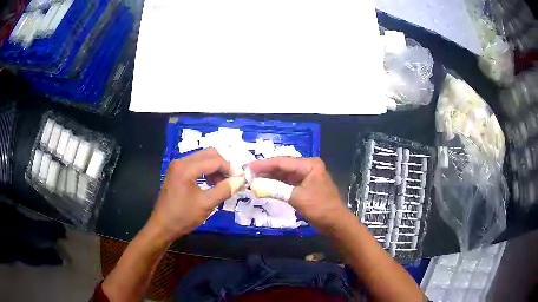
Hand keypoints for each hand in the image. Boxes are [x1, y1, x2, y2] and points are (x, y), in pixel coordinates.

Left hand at [148, 148, 243, 242]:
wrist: (162, 226)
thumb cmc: (183, 216)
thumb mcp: (206, 204)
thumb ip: (224, 190)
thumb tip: (240, 180)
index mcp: (186, 168)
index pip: (214, 160)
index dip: (230, 168)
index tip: (241, 178)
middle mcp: (181, 162)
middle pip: (208, 154)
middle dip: (223, 165)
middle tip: (232, 180)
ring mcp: (177, 166)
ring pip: (202, 159)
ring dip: (215, 168)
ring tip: (222, 184)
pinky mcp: (176, 173)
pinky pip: (196, 165)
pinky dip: (206, 172)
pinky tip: (211, 184)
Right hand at [248, 157, 350, 232]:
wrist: (335, 223)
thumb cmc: (320, 208)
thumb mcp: (297, 197)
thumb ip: (276, 189)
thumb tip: (255, 185)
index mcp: (309, 164)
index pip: (282, 161)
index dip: (263, 164)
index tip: (247, 167)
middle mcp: (308, 167)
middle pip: (282, 166)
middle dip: (265, 170)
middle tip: (247, 173)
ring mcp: (306, 177)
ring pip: (283, 174)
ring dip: (269, 177)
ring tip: (252, 179)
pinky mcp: (304, 187)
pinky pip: (287, 183)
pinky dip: (276, 184)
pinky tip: (264, 186)